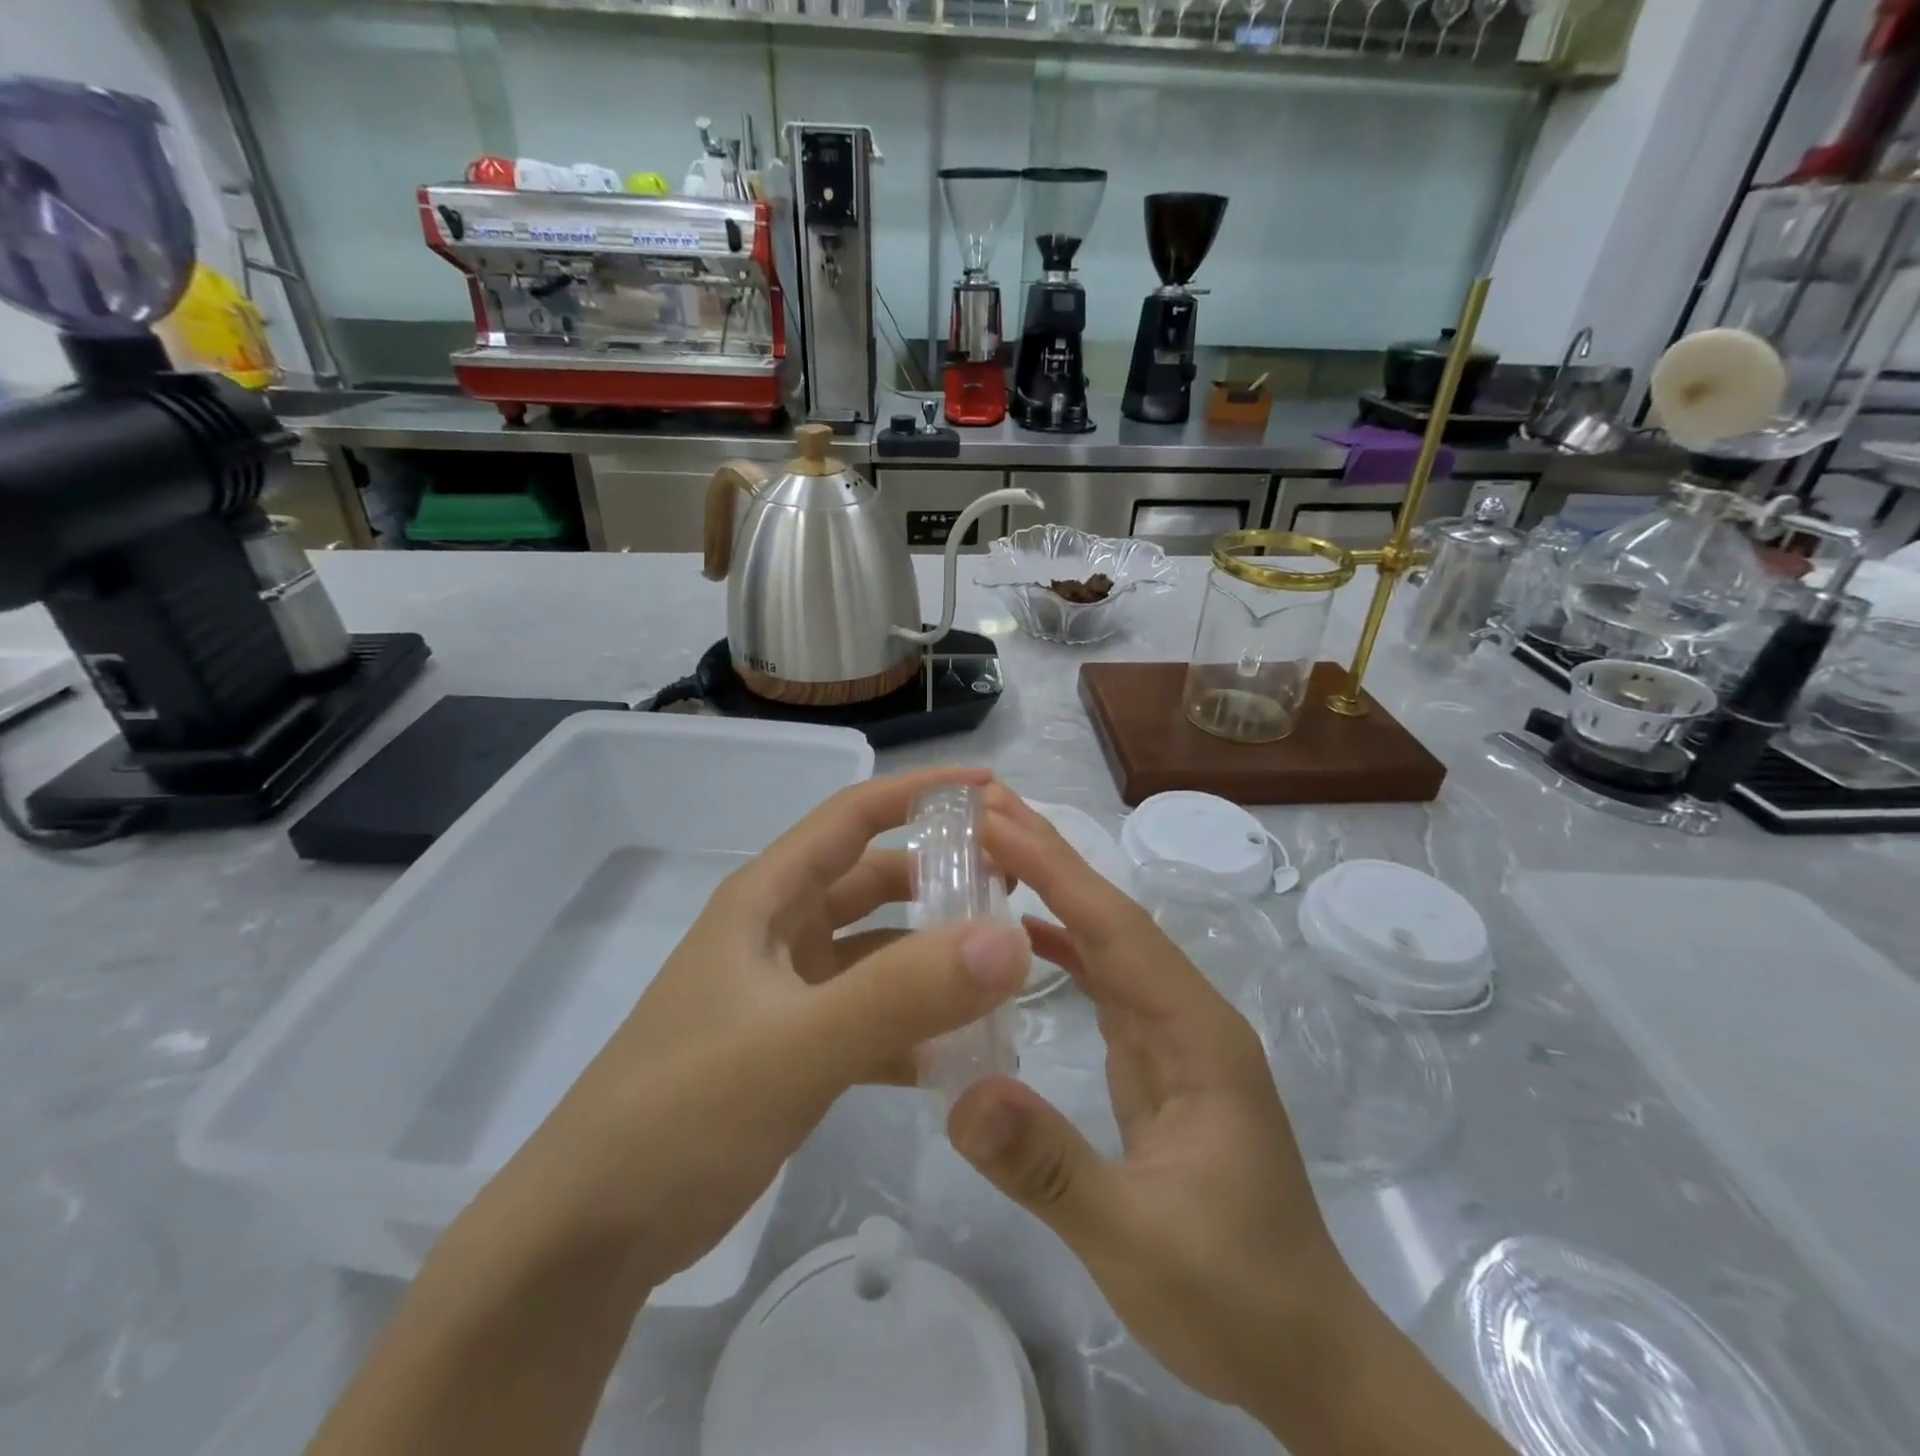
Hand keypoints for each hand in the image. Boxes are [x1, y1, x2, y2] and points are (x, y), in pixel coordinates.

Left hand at [308, 767, 1035, 1455]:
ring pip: (878, 951)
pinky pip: (870, 1015)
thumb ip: (902, 994)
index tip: (994, 790)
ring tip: (1005, 974)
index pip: (854, 816)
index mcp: (768, 899)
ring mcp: (787, 990)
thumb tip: (1009, 940)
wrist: (588, 1236)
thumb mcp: (795, 1047)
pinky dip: (913, 1024)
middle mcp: (779, 931)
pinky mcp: (794, 1045)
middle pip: (876, 881)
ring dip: (934, 957)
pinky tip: (960, 1053)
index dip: (922, 793)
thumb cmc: (681, 1114)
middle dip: (943, 878)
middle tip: (1018, 895)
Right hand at [948, 788, 1345, 1416]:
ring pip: (1107, 945)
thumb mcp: (1136, 1238)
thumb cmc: (1234, 1296)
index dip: (1055, 869)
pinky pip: (1104, 985)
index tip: (996, 818)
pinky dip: (1063, 949)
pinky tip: (1026, 938)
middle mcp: (1187, 1015)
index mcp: (1196, 1032)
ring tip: (995, 852)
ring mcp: (1174, 1037)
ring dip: (1055, 893)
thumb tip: (961, 1095)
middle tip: (986, 808)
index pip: (1115, 928)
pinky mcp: (1157, 1062)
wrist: (1304, 1352)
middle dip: (1052, 858)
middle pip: (1113, 919)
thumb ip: (1049, 1166)